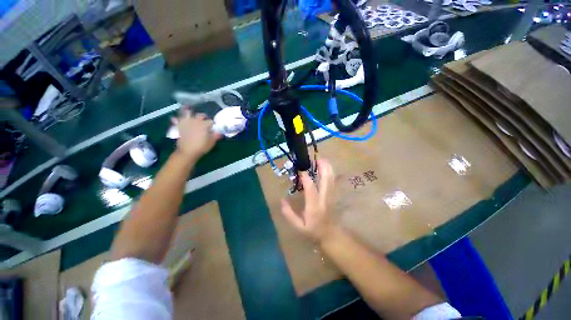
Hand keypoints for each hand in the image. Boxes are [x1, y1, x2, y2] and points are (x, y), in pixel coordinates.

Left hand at [172, 107, 220, 158]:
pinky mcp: (179, 127)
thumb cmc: (201, 147)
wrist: (187, 152)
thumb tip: (219, 132)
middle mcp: (195, 122)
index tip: (213, 126)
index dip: (212, 124)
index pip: (210, 121)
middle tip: (204, 119)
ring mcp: (187, 124)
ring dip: (188, 112)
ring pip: (187, 115)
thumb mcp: (211, 142)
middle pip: (200, 116)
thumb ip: (215, 136)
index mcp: (204, 125)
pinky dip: (175, 119)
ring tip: (189, 110)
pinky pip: (176, 121)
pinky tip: (174, 118)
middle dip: (202, 116)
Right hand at [280, 158, 336, 241]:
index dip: (306, 178)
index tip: (300, 169)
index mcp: (314, 206)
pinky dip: (330, 172)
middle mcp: (324, 198)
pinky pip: (332, 181)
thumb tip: (282, 200)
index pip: (311, 189)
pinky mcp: (333, 194)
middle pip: (326, 180)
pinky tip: (327, 166)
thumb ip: (289, 214)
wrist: (330, 234)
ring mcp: (330, 196)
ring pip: (331, 179)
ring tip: (322, 158)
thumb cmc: (313, 230)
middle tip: (316, 158)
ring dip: (327, 167)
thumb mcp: (298, 226)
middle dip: (322, 167)